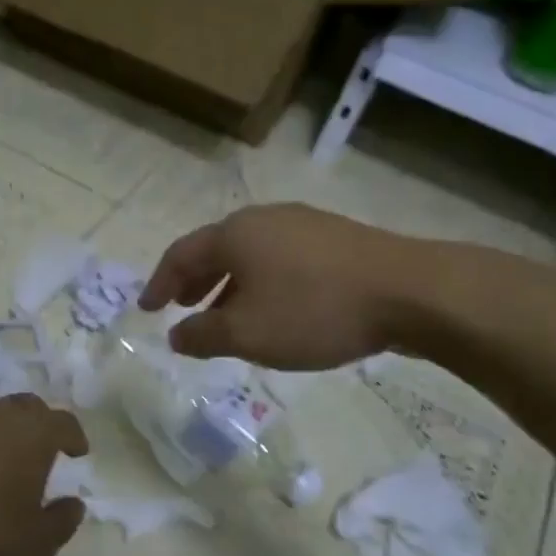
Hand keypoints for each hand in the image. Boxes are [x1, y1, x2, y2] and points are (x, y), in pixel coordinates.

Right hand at [140, 204, 443, 369]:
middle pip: (216, 248)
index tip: (147, 309)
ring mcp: (303, 224)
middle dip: (194, 281)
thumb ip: (203, 335)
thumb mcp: (247, 334)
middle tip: (182, 307)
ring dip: (228, 284)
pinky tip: (274, 309)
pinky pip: (280, 259)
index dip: (159, 283)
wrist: (408, 292)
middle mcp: (264, 219)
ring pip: (250, 254)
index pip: (181, 254)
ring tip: (225, 314)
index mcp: (235, 234)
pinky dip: (261, 282)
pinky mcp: (334, 238)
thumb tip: (176, 336)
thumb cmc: (313, 311)